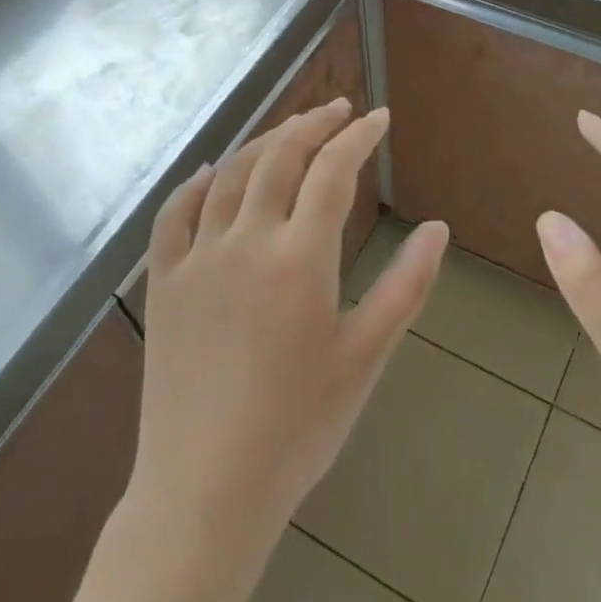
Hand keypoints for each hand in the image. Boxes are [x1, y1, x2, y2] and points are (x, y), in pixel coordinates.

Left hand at [129, 99, 447, 551]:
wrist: (205, 491)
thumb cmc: (298, 428)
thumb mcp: (366, 357)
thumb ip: (406, 286)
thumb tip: (437, 228)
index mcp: (299, 258)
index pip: (332, 171)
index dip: (358, 137)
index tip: (379, 118)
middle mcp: (245, 241)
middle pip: (280, 157)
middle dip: (313, 124)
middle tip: (339, 110)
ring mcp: (196, 258)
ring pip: (229, 174)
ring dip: (264, 141)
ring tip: (292, 130)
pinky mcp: (163, 283)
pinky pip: (174, 213)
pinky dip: (196, 182)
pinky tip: (211, 171)